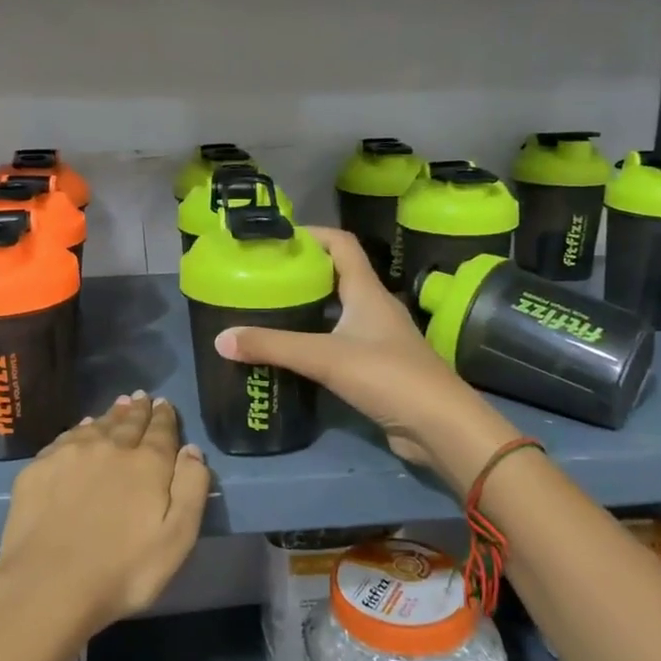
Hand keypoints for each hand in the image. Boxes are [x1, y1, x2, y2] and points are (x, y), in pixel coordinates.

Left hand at [0, 392, 210, 646]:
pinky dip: (79, 429)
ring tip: (118, 406)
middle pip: (128, 423)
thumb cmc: (122, 571)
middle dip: (138, 410)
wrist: (47, 586)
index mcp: (147, 464)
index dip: (164, 417)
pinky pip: (66, 438)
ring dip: (111, 415)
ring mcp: (71, 454)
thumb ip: (191, 489)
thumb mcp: (176, 539)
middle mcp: (110, 447)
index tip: (164, 404)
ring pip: (97, 425)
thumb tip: (191, 450)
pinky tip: (81, 430)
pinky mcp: (39, 468)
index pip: (161, 431)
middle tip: (142, 398)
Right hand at [213, 226, 504, 481]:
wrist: (439, 426)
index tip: (276, 238)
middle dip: (302, 272)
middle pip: (337, 275)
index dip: (312, 234)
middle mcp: (374, 307)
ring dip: (309, 307)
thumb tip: (221, 339)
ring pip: (338, 310)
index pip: (341, 244)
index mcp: (367, 291)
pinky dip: (316, 340)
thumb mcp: (324, 357)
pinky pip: (341, 342)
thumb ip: (273, 346)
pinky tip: (292, 352)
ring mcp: (378, 338)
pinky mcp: (377, 367)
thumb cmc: (387, 376)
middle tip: (263, 277)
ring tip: (270, 310)